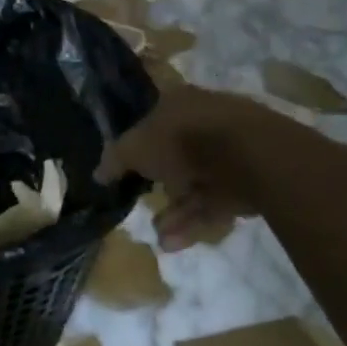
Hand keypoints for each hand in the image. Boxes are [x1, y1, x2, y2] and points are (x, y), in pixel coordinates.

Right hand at [98, 86, 256, 250]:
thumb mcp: (135, 148)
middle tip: (142, 204)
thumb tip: (98, 172)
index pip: (152, 120)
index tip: (126, 169)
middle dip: (159, 185)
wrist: (248, 155)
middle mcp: (204, 121)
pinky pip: (214, 202)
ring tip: (159, 236)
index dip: (137, 143)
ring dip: (175, 211)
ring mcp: (229, 151)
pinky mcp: (248, 181)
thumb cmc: (183, 140)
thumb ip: (115, 160)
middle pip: (175, 155)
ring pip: (195, 183)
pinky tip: (174, 242)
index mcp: (178, 102)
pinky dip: (195, 221)